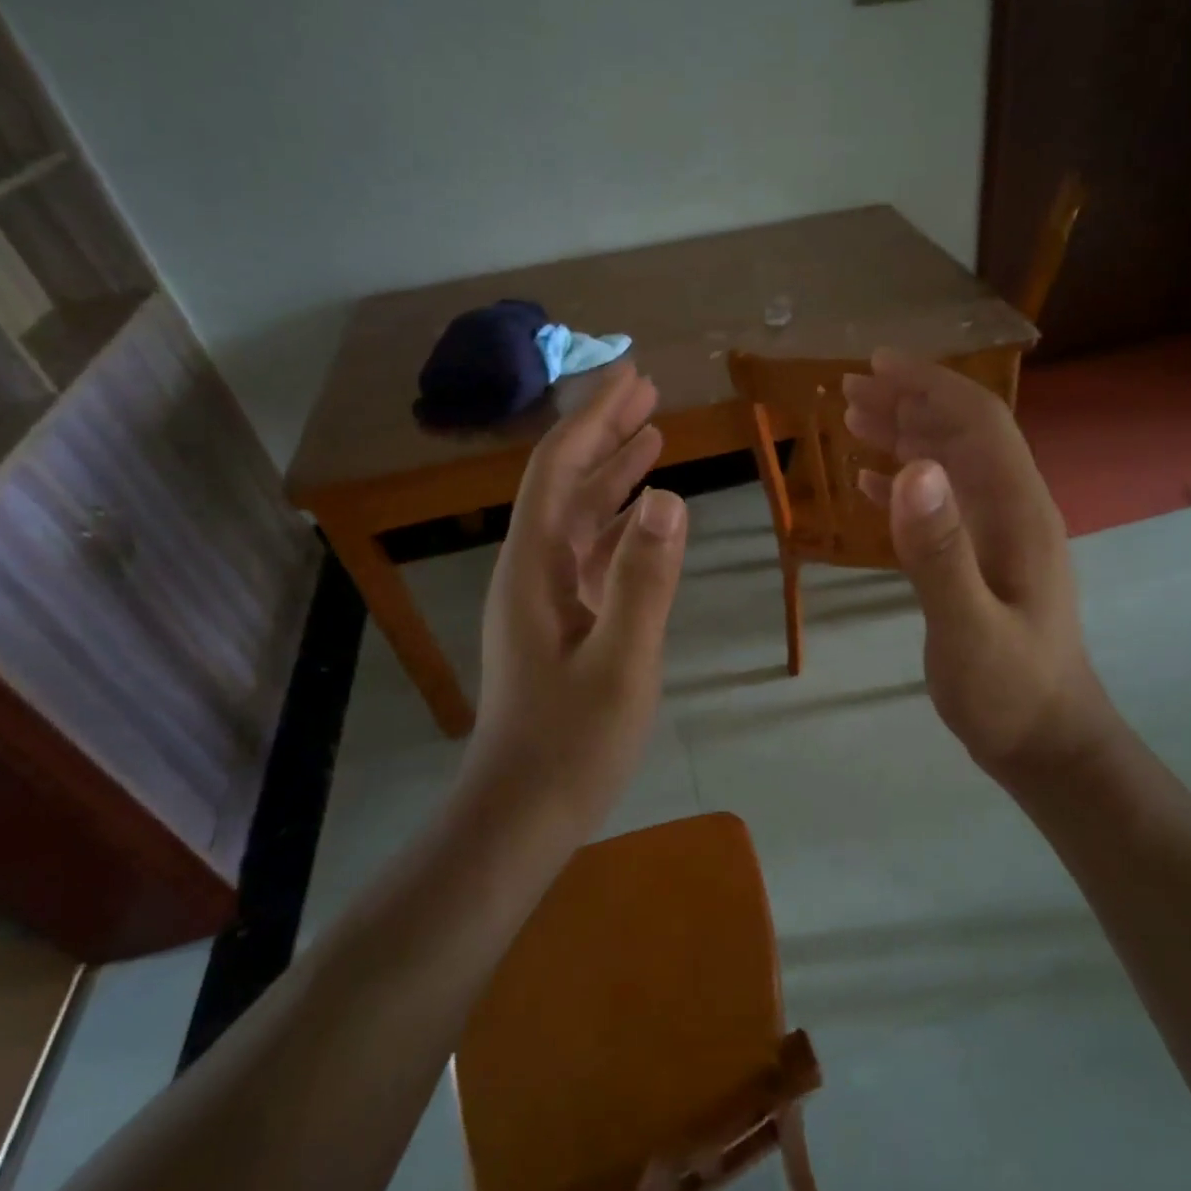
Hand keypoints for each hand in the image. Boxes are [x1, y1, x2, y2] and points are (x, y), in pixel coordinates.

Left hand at [468, 361, 687, 829]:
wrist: (522, 813)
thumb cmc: (571, 743)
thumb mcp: (621, 663)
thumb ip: (645, 580)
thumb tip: (669, 498)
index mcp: (535, 568)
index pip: (559, 470)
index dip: (594, 419)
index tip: (632, 377)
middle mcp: (534, 570)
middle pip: (566, 482)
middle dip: (604, 432)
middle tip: (647, 391)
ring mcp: (548, 596)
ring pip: (580, 515)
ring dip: (614, 473)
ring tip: (653, 435)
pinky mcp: (565, 621)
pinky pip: (593, 552)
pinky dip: (620, 523)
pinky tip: (645, 514)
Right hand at [843, 351, 1116, 775]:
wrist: (1048, 743)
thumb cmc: (1010, 691)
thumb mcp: (969, 627)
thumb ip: (940, 551)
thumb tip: (910, 467)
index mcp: (1017, 511)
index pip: (977, 421)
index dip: (928, 385)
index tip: (875, 365)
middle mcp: (1013, 510)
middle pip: (963, 433)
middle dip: (910, 401)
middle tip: (850, 388)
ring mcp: (999, 536)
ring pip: (951, 464)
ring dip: (906, 435)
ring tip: (855, 419)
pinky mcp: (983, 560)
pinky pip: (942, 504)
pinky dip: (906, 483)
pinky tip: (871, 482)